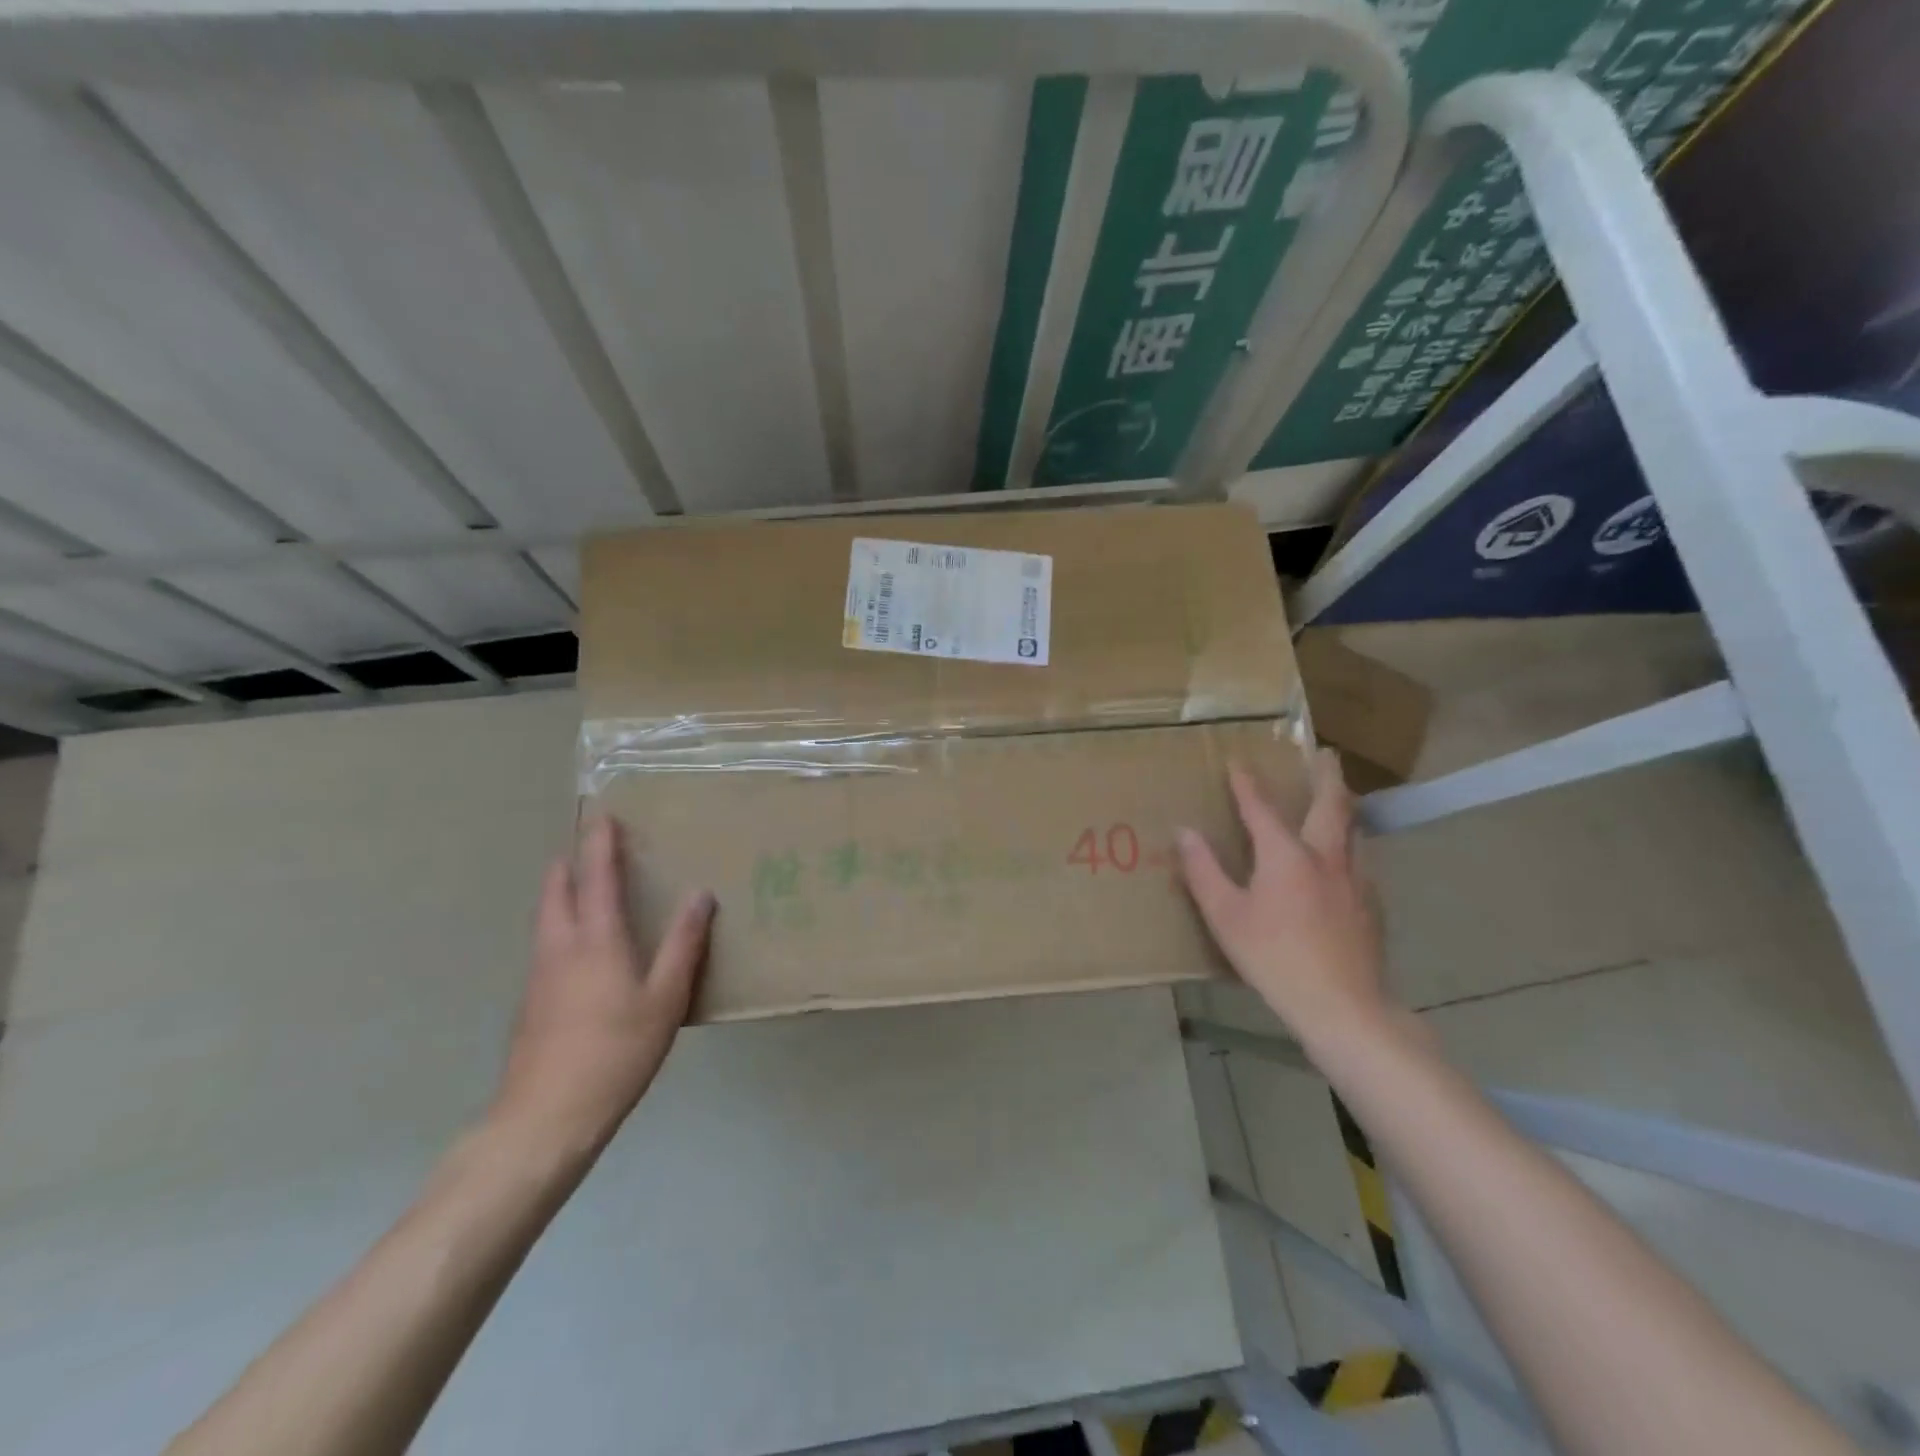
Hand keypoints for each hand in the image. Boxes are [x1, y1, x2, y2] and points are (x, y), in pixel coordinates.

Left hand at [492, 817, 714, 1150]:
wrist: (546, 1117)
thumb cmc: (617, 1050)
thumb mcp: (665, 997)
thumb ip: (683, 943)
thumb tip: (701, 894)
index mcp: (596, 939)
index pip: (596, 876)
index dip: (599, 843)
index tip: (604, 814)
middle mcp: (560, 947)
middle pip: (556, 890)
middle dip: (570, 862)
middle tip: (589, 845)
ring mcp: (539, 975)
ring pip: (546, 917)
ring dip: (562, 891)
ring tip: (584, 885)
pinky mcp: (531, 1002)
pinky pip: (546, 944)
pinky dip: (561, 924)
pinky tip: (579, 947)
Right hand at [1177, 750, 1388, 1049]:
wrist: (1342, 1005)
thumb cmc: (1274, 957)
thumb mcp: (1225, 916)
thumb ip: (1203, 871)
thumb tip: (1184, 832)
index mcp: (1286, 855)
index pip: (1262, 808)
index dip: (1247, 784)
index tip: (1239, 762)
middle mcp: (1326, 857)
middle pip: (1332, 805)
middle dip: (1327, 776)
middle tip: (1327, 754)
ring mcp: (1356, 881)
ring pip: (1355, 831)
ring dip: (1346, 808)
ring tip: (1340, 799)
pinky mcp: (1373, 906)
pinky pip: (1363, 861)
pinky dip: (1353, 846)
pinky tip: (1349, 861)